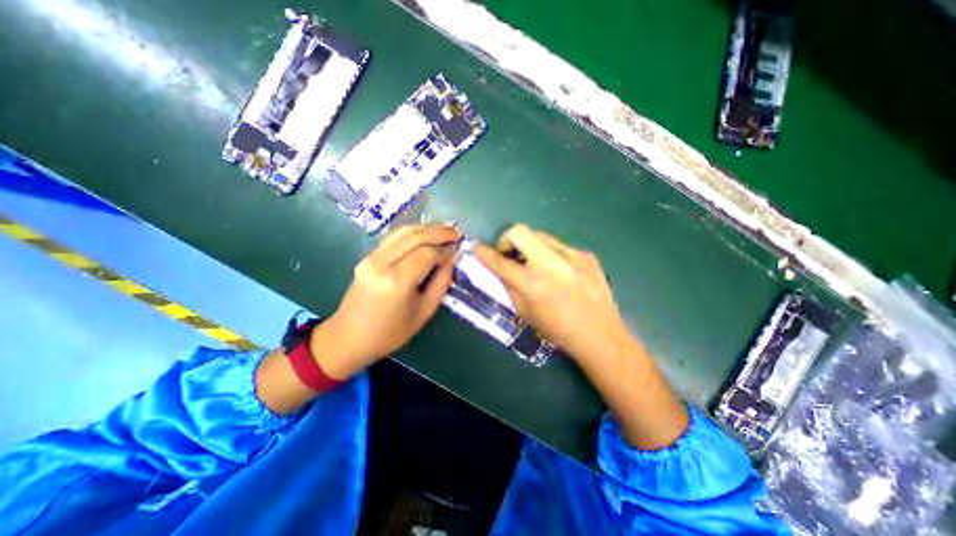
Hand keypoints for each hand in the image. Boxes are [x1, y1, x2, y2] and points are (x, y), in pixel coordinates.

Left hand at [311, 223, 458, 380]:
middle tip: (457, 232)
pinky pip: (394, 237)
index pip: (427, 254)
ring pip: (403, 232)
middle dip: (439, 232)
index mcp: (397, 281)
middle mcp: (381, 263)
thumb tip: (452, 259)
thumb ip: (441, 283)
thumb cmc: (390, 333)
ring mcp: (371, 257)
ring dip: (427, 228)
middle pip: (415, 236)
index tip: (458, 250)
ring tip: (446, 229)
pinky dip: (413, 232)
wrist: (348, 338)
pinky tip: (426, 233)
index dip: (445, 250)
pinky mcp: (367, 256)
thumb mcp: (424, 312)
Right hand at [473, 223, 632, 362]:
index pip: (500, 261)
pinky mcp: (587, 255)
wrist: (600, 335)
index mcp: (533, 283)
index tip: (476, 248)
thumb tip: (500, 268)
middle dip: (508, 239)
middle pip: (520, 231)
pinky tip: (560, 273)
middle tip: (510, 254)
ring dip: (531, 247)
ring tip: (536, 264)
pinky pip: (560, 247)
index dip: (484, 253)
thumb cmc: (557, 330)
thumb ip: (509, 286)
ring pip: (540, 236)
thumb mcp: (525, 313)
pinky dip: (552, 255)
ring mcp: (572, 256)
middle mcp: (552, 264)